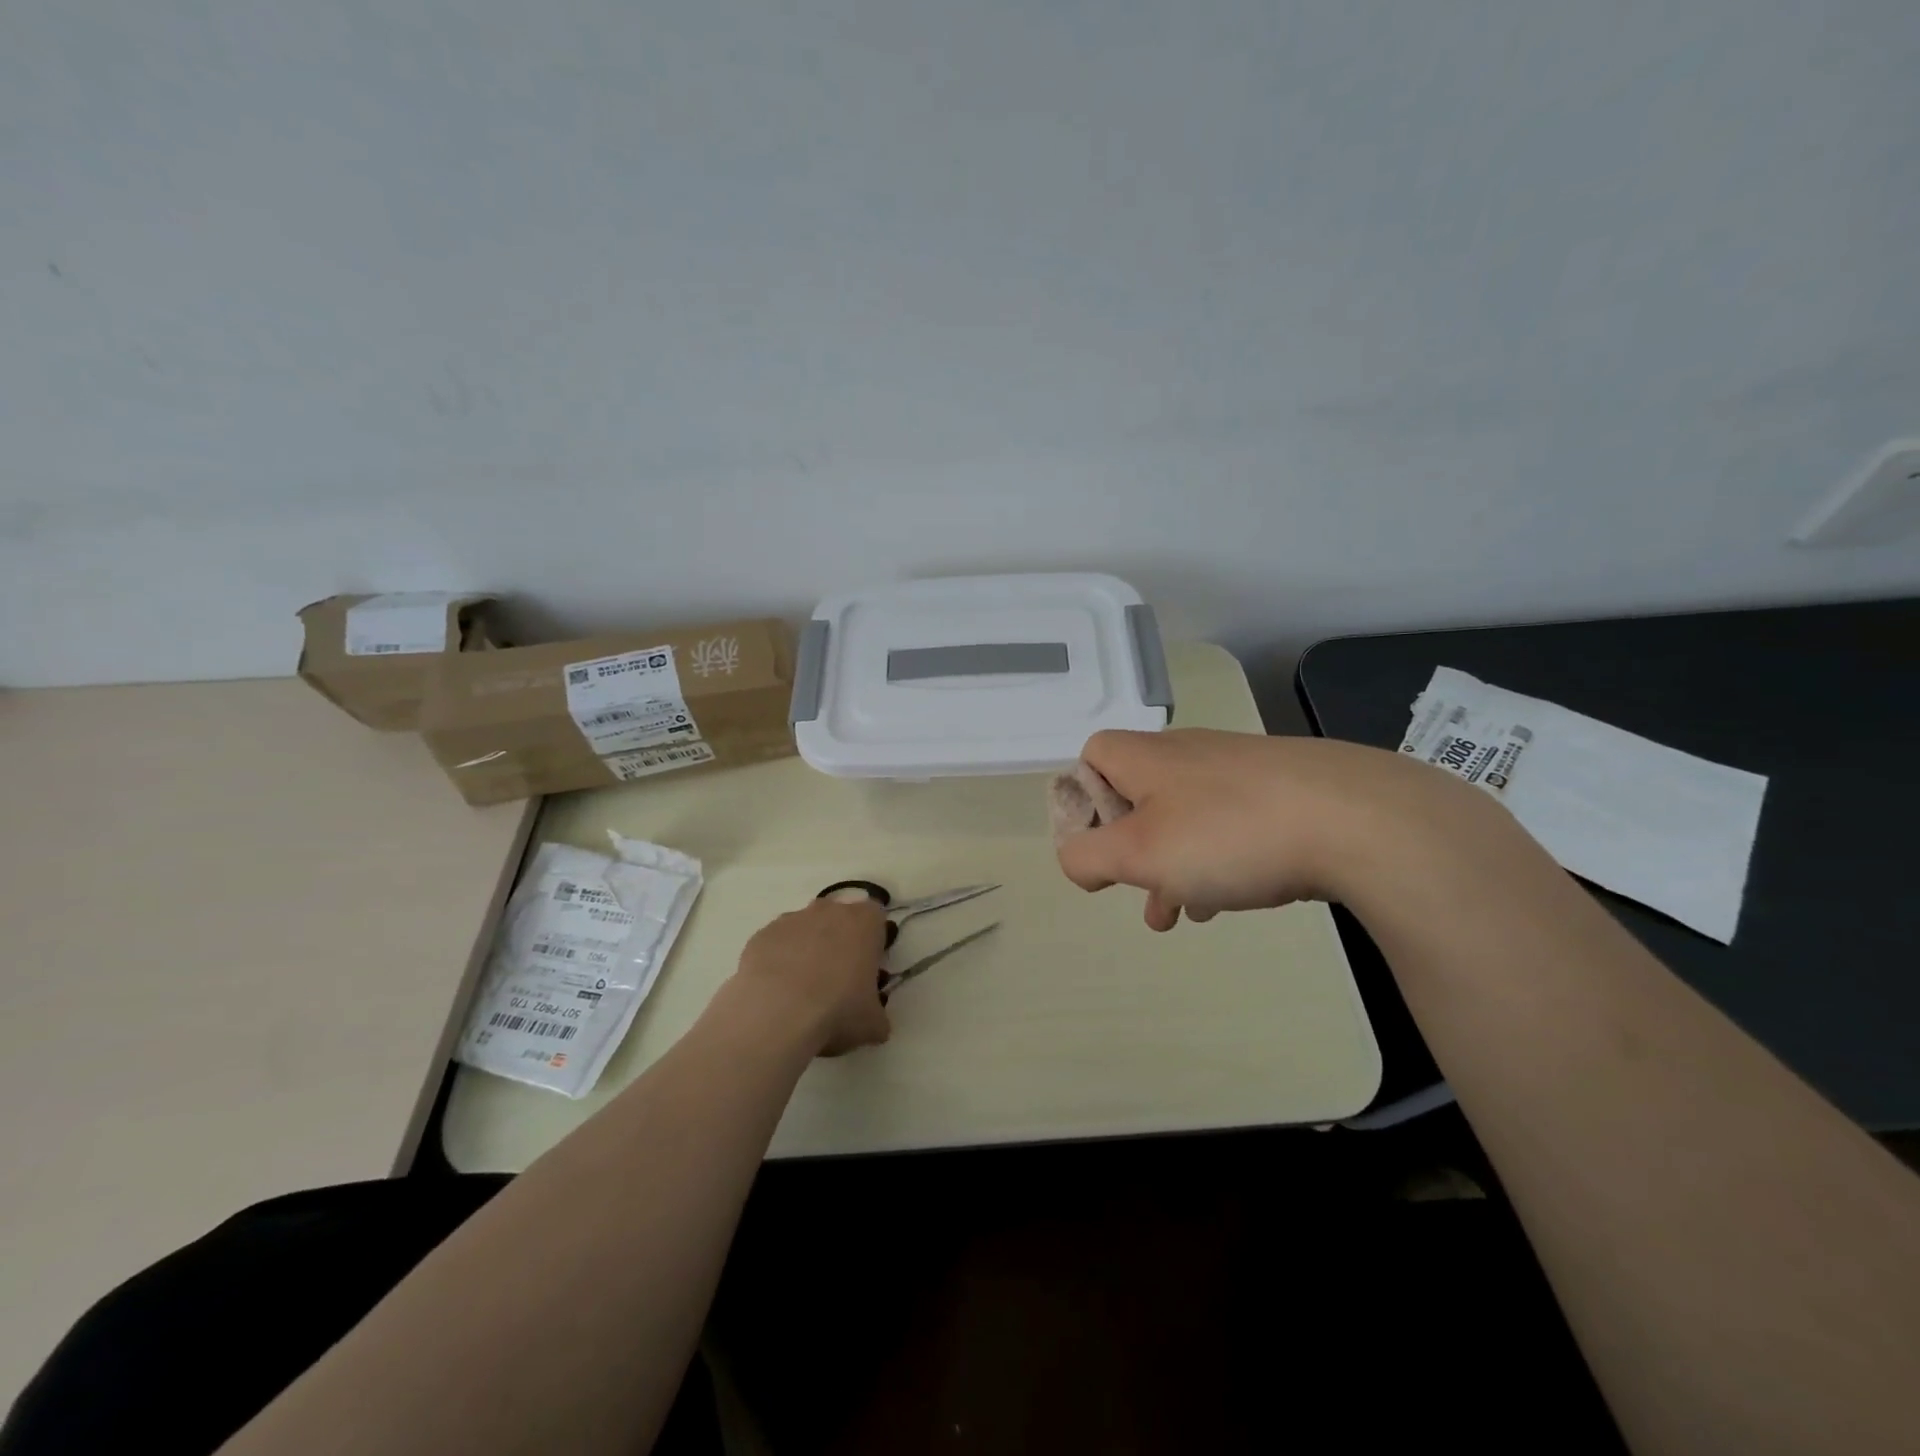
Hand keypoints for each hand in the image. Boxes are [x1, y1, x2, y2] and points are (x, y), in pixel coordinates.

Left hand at [731, 898, 891, 1055]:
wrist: (777, 1014)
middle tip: (836, 980)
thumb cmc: (837, 1010)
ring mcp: (791, 919)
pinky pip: (775, 944)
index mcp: (864, 922)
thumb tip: (874, 1023)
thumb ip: (877, 1015)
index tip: (867, 968)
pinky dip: (777, 961)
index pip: (876, 918)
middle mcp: (829, 911)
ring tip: (800, 992)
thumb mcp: (873, 1025)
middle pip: (838, 918)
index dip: (873, 942)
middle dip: (838, 942)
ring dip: (806, 950)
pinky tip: (775, 992)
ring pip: (804, 929)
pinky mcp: (761, 935)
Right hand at [1056, 728, 1481, 929]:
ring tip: (1180, 914)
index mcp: (1148, 758)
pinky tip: (1231, 899)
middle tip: (1135, 890)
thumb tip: (1076, 859)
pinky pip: (1230, 826)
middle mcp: (1190, 754)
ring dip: (1172, 864)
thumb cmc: (1229, 833)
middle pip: (1138, 793)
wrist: (1358, 818)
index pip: (1093, 754)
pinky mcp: (1283, 792)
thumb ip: (1087, 857)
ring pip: (1185, 817)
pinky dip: (1218, 860)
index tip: (1097, 845)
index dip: (1082, 798)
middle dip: (1129, 847)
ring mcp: (1241, 771)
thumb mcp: (1139, 853)